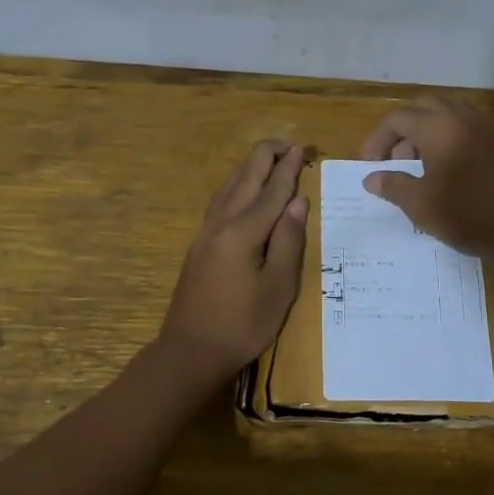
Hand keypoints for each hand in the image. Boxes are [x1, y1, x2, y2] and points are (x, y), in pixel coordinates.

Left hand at [158, 139, 307, 378]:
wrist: (190, 350)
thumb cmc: (243, 324)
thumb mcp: (278, 288)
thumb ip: (289, 241)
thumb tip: (298, 201)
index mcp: (243, 231)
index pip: (272, 190)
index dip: (289, 168)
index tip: (302, 148)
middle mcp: (221, 223)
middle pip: (245, 178)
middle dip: (266, 156)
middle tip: (288, 144)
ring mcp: (205, 232)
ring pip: (229, 186)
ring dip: (250, 167)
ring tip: (268, 157)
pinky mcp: (199, 244)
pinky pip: (220, 200)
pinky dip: (236, 184)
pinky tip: (240, 189)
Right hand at [359, 96, 493, 262]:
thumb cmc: (470, 214)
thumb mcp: (422, 205)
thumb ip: (393, 186)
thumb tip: (371, 178)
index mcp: (438, 126)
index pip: (397, 118)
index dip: (377, 140)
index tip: (369, 166)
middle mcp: (462, 118)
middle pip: (423, 109)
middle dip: (402, 132)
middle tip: (394, 162)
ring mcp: (486, 128)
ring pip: (447, 118)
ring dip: (426, 136)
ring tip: (418, 170)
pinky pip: (466, 131)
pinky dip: (448, 143)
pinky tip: (446, 175)